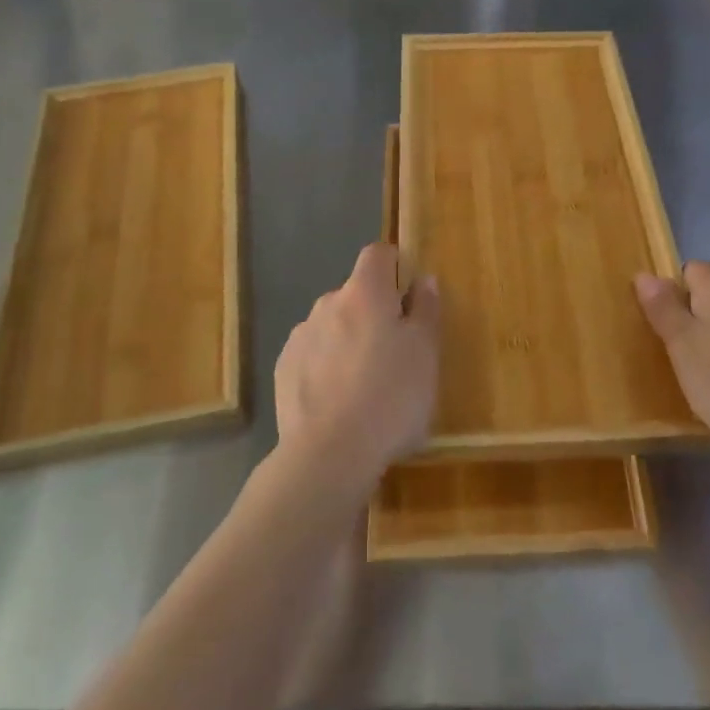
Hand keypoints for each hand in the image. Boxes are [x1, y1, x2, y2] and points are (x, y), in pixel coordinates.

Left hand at [275, 242, 440, 489]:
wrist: (329, 455)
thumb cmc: (391, 397)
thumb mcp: (426, 353)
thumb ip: (426, 310)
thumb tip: (423, 280)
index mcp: (365, 292)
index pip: (377, 254)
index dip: (394, 265)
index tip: (408, 293)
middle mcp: (327, 303)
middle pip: (356, 294)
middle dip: (374, 312)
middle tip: (396, 352)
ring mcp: (300, 337)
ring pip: (333, 326)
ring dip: (348, 340)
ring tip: (366, 384)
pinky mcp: (283, 370)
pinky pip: (312, 355)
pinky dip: (326, 367)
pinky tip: (339, 401)